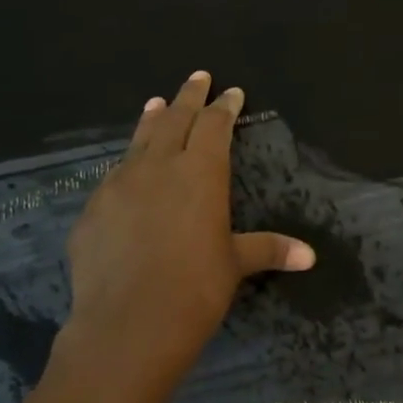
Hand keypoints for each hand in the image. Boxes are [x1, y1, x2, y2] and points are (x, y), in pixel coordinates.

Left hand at [61, 71, 314, 389]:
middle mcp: (158, 167)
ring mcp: (119, 186)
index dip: (225, 107)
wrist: (127, 325)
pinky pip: (114, 176)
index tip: (231, 92)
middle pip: (175, 119)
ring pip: (139, 141)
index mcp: (200, 172)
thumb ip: (269, 249)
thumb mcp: (235, 264)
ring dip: (152, 120)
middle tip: (198, 77)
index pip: (215, 126)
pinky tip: (127, 171)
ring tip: (156, 103)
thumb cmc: (195, 289)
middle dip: (189, 97)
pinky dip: (127, 163)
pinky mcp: (92, 211)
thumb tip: (310, 256)